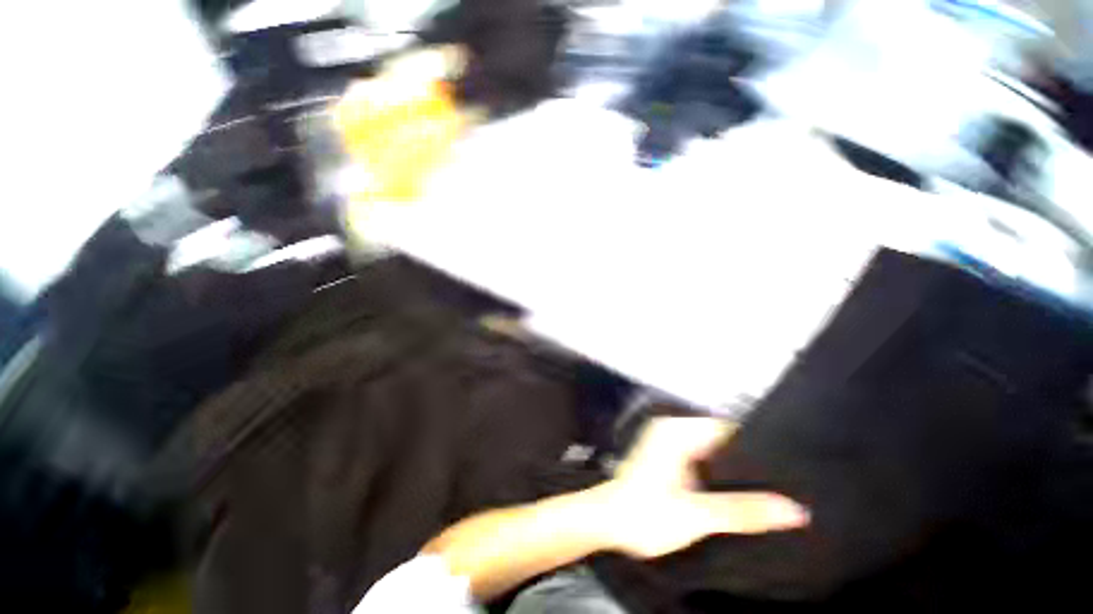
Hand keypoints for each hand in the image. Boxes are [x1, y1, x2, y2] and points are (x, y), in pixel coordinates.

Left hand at [593, 417, 807, 559]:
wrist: (607, 522)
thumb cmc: (644, 514)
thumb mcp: (697, 515)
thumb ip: (743, 511)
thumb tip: (794, 510)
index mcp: (677, 431)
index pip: (727, 428)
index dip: (757, 446)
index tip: (787, 468)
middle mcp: (672, 430)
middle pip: (721, 440)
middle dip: (747, 462)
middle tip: (783, 486)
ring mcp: (668, 442)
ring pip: (712, 451)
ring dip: (733, 470)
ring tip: (768, 491)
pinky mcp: (667, 456)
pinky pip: (701, 458)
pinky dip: (717, 474)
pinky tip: (735, 493)